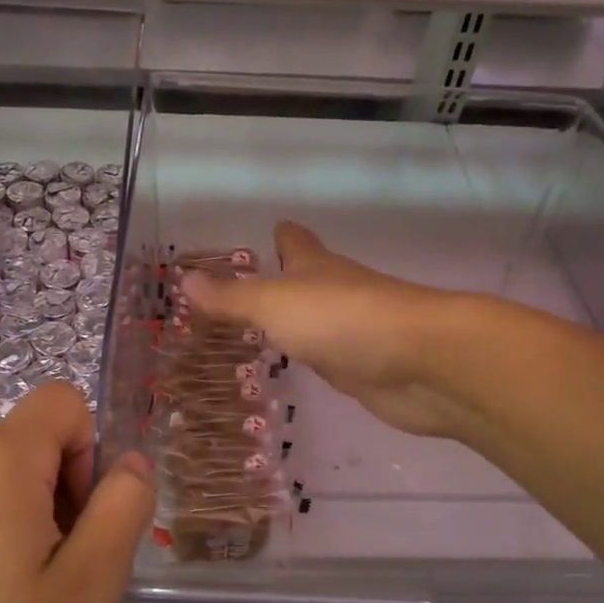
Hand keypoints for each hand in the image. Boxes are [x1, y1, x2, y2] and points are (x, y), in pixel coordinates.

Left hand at [0, 383, 153, 602]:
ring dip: (31, 522)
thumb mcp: (88, 588)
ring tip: (24, 602)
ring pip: (3, 480)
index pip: (64, 402)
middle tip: (61, 579)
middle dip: (64, 494)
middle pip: (35, 444)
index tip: (83, 526)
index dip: (91, 452)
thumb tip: (131, 463)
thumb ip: (122, 508)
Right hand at [179, 222, 470, 439]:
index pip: (294, 240)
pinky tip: (298, 367)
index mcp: (315, 266)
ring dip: (295, 324)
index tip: (266, 235)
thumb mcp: (273, 304)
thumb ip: (231, 298)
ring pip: (318, 320)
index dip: (280, 236)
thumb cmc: (340, 319)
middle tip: (241, 297)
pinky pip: (331, 356)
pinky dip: (314, 357)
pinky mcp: (366, 366)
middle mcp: (336, 291)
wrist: (419, 362)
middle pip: (307, 280)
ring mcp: (354, 330)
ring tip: (258, 335)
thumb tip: (184, 280)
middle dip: (280, 283)